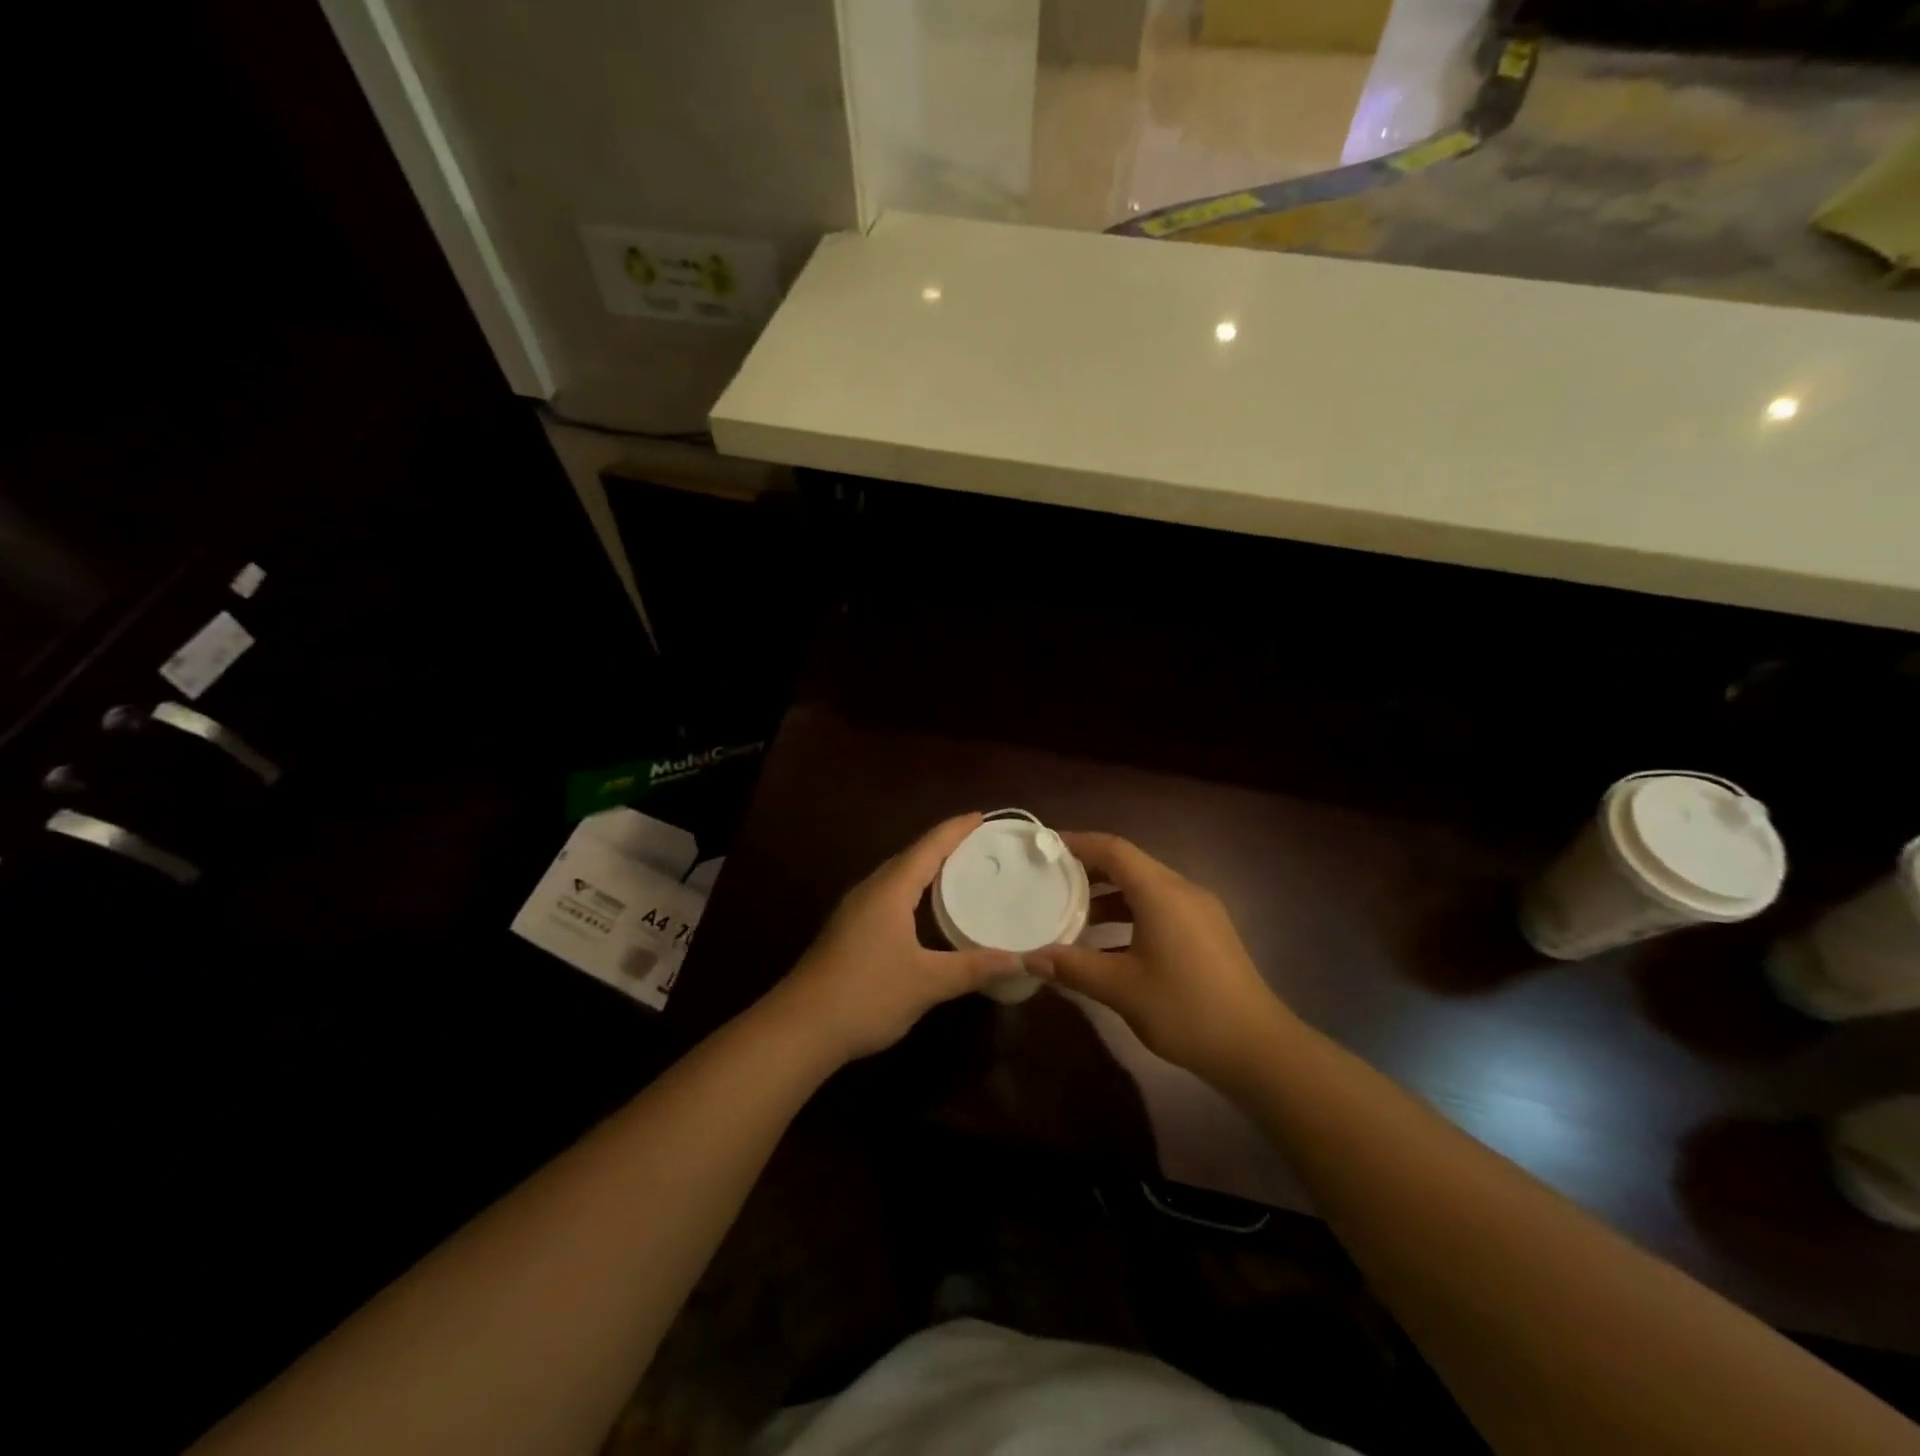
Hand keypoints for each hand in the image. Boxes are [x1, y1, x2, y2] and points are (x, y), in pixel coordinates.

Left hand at [770, 813, 1021, 1063]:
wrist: (801, 1027)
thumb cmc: (867, 994)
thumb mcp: (927, 982)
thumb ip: (973, 967)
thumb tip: (1020, 958)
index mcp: (890, 890)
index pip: (928, 847)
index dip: (955, 830)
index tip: (981, 816)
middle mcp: (870, 891)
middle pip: (910, 857)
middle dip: (943, 846)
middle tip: (978, 844)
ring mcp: (854, 911)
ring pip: (896, 877)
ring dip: (925, 869)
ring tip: (957, 870)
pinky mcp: (848, 931)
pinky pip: (887, 896)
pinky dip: (912, 891)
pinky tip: (923, 910)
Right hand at [1026, 832, 1296, 1084]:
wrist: (1258, 1048)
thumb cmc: (1185, 1009)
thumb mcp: (1121, 988)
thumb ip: (1073, 967)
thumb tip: (1030, 957)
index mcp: (1161, 892)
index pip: (1114, 849)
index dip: (1078, 843)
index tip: (1046, 847)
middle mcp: (1182, 891)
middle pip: (1130, 866)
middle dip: (1089, 870)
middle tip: (1052, 881)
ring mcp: (1200, 912)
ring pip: (1145, 890)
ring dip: (1109, 898)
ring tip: (1072, 916)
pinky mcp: (1208, 934)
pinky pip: (1161, 910)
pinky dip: (1130, 917)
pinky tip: (1108, 947)